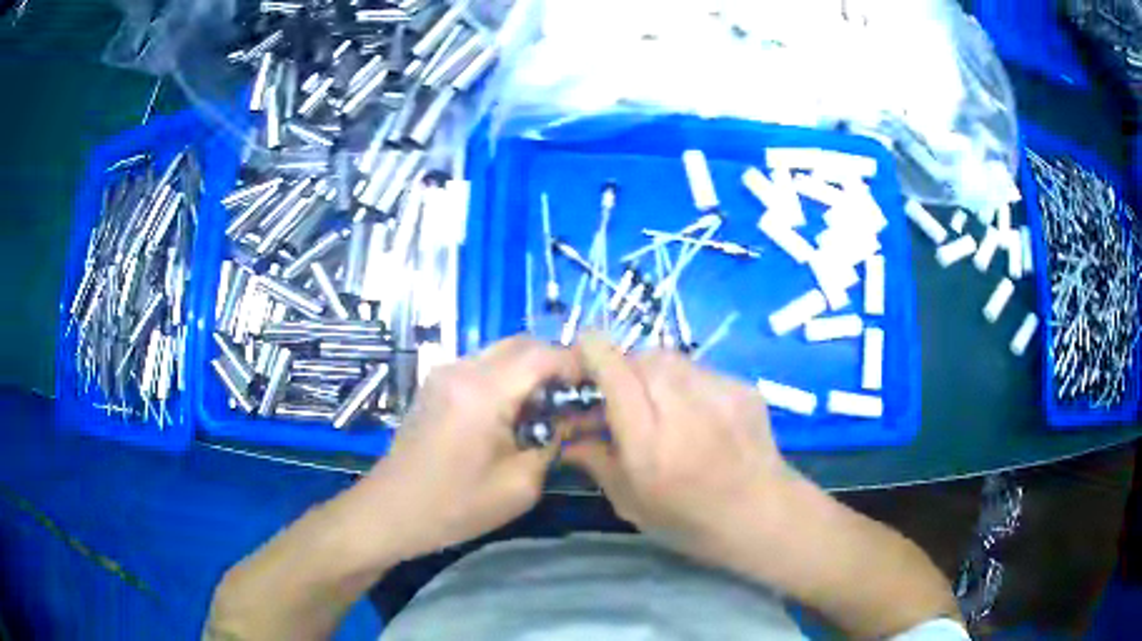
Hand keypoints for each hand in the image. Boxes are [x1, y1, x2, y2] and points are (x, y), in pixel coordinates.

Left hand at [358, 336, 580, 562]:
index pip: (541, 355)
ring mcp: (444, 373)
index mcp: (482, 392)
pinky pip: (483, 366)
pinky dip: (509, 378)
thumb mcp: (519, 485)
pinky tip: (517, 411)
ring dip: (532, 370)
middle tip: (579, 396)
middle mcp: (461, 369)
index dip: (577, 363)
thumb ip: (553, 444)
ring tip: (552, 405)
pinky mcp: (436, 385)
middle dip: (556, 363)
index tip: (601, 384)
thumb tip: (573, 419)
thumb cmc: (454, 507)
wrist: (390, 512)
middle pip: (521, 344)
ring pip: (502, 352)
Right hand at [563, 334, 796, 560]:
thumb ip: (596, 461)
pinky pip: (700, 370)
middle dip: (622, 368)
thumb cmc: (690, 521)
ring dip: (652, 372)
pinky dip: (685, 382)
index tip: (578, 360)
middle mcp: (684, 405)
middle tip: (620, 395)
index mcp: (649, 440)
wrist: (763, 516)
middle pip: (641, 357)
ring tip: (657, 404)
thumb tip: (568, 436)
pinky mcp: (742, 387)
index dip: (590, 353)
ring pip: (671, 358)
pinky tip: (693, 413)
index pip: (614, 370)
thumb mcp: (631, 502)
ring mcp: (719, 392)